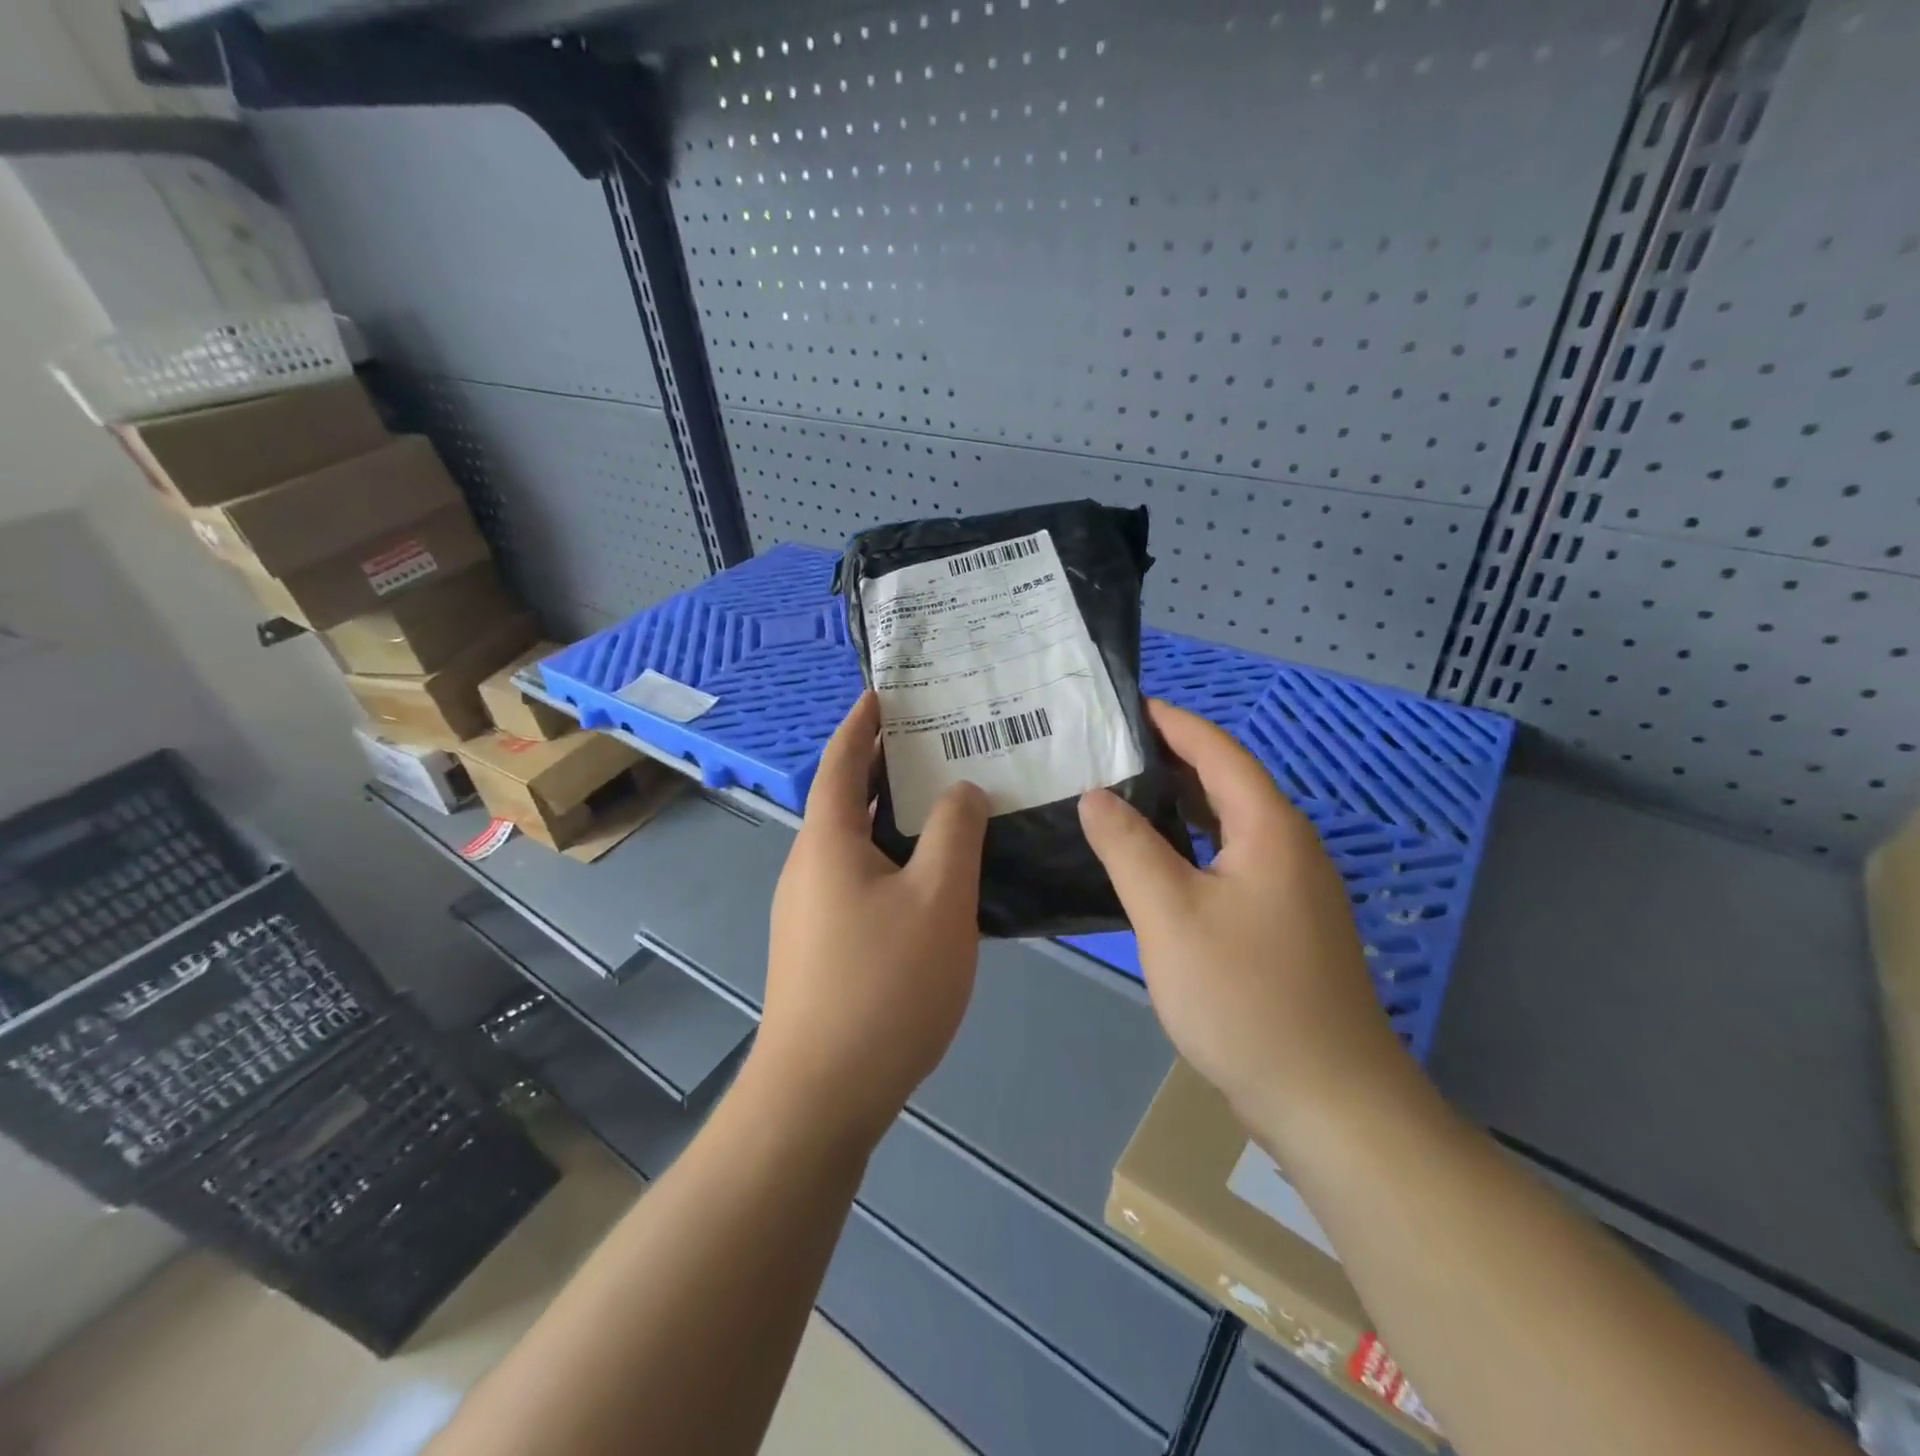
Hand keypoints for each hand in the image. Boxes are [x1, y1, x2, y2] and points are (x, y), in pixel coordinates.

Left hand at [754, 692, 988, 1145]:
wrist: (821, 1094)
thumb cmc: (883, 985)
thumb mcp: (938, 898)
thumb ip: (954, 832)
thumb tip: (959, 789)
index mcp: (828, 841)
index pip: (841, 760)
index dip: (862, 721)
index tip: (885, 690)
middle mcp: (809, 866)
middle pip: (847, 797)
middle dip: (886, 764)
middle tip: (938, 739)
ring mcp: (810, 910)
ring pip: (856, 842)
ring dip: (893, 814)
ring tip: (945, 800)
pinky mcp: (821, 945)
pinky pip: (860, 878)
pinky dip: (892, 856)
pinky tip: (932, 876)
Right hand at [1078, 700, 1406, 1140]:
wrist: (1328, 1099)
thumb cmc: (1245, 997)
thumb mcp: (1170, 915)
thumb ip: (1128, 847)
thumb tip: (1095, 795)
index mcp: (1268, 828)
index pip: (1216, 749)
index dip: (1170, 721)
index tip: (1122, 705)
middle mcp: (1288, 845)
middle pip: (1226, 781)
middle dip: (1169, 758)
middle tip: (1105, 750)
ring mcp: (1292, 887)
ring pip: (1228, 824)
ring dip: (1179, 803)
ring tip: (1119, 794)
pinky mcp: (1285, 923)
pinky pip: (1231, 860)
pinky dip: (1191, 845)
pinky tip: (1155, 862)